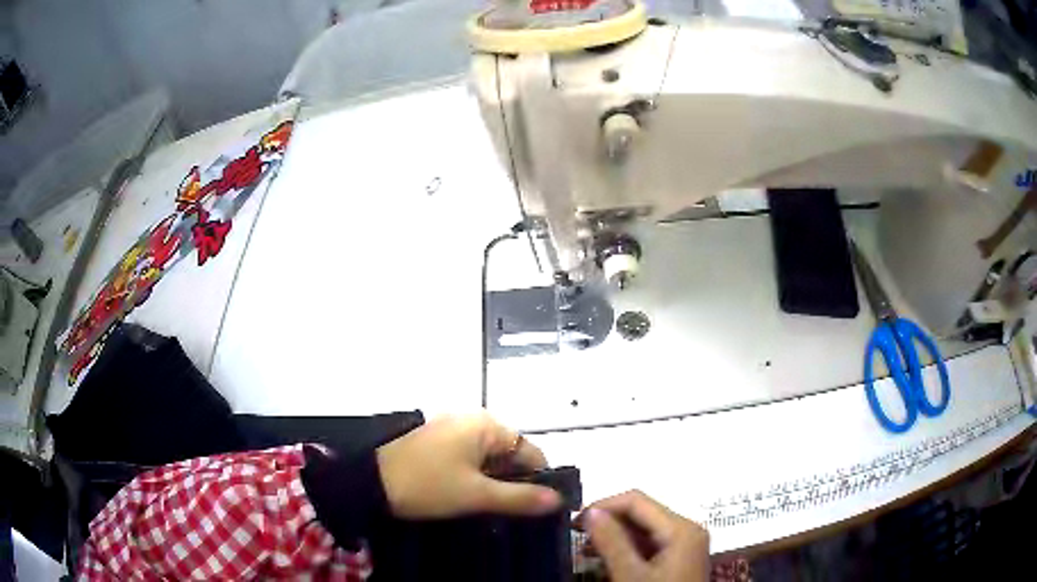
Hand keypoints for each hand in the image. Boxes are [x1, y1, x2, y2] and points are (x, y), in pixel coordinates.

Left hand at [376, 413, 562, 518]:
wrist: (370, 483)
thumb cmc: (428, 485)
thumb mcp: (476, 495)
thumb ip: (520, 498)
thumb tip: (558, 500)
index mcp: (487, 425)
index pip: (531, 452)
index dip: (540, 481)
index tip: (540, 509)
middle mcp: (473, 420)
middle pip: (511, 454)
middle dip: (515, 482)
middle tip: (513, 513)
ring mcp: (452, 429)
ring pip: (490, 458)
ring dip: (495, 482)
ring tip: (493, 509)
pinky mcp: (437, 441)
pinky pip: (470, 458)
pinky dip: (476, 476)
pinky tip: (471, 497)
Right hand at [581, 490, 708, 581]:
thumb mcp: (630, 576)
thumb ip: (612, 543)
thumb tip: (590, 512)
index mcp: (681, 528)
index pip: (637, 501)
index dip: (603, 506)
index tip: (573, 523)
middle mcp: (687, 529)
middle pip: (642, 512)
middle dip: (608, 522)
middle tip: (578, 539)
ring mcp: (685, 543)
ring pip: (644, 527)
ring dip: (615, 535)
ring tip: (587, 551)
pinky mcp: (679, 557)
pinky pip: (650, 542)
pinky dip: (627, 547)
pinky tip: (608, 559)